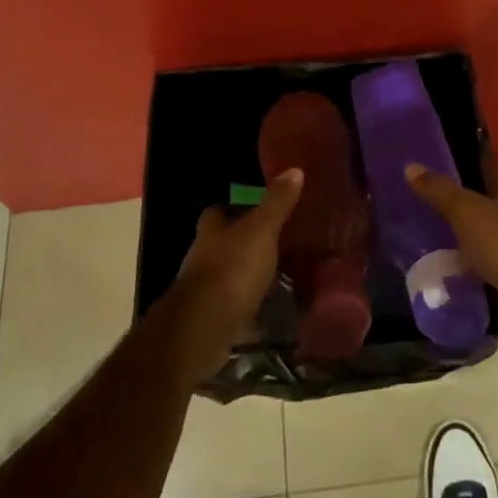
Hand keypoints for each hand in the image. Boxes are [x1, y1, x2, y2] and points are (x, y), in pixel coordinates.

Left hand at [160, 170, 302, 383]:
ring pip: (228, 274)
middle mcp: (202, 257)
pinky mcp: (213, 319)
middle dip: (243, 242)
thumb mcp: (261, 230)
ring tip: (279, 273)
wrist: (205, 327)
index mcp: (211, 231)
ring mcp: (205, 291)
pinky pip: (235, 306)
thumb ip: (277, 203)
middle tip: (276, 240)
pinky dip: (249, 306)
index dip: (233, 207)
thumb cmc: (232, 269)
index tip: (255, 205)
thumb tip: (295, 170)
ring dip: (246, 274)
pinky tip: (271, 308)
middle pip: (222, 243)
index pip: (217, 211)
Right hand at [404, 159, 497, 336]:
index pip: (493, 168)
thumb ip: (441, 191)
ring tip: (437, 235)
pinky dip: (474, 263)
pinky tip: (454, 268)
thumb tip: (410, 166)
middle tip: (434, 199)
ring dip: (469, 234)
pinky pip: (490, 262)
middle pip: (491, 200)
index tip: (451, 157)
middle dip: (467, 200)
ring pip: (490, 232)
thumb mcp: (466, 213)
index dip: (474, 160)